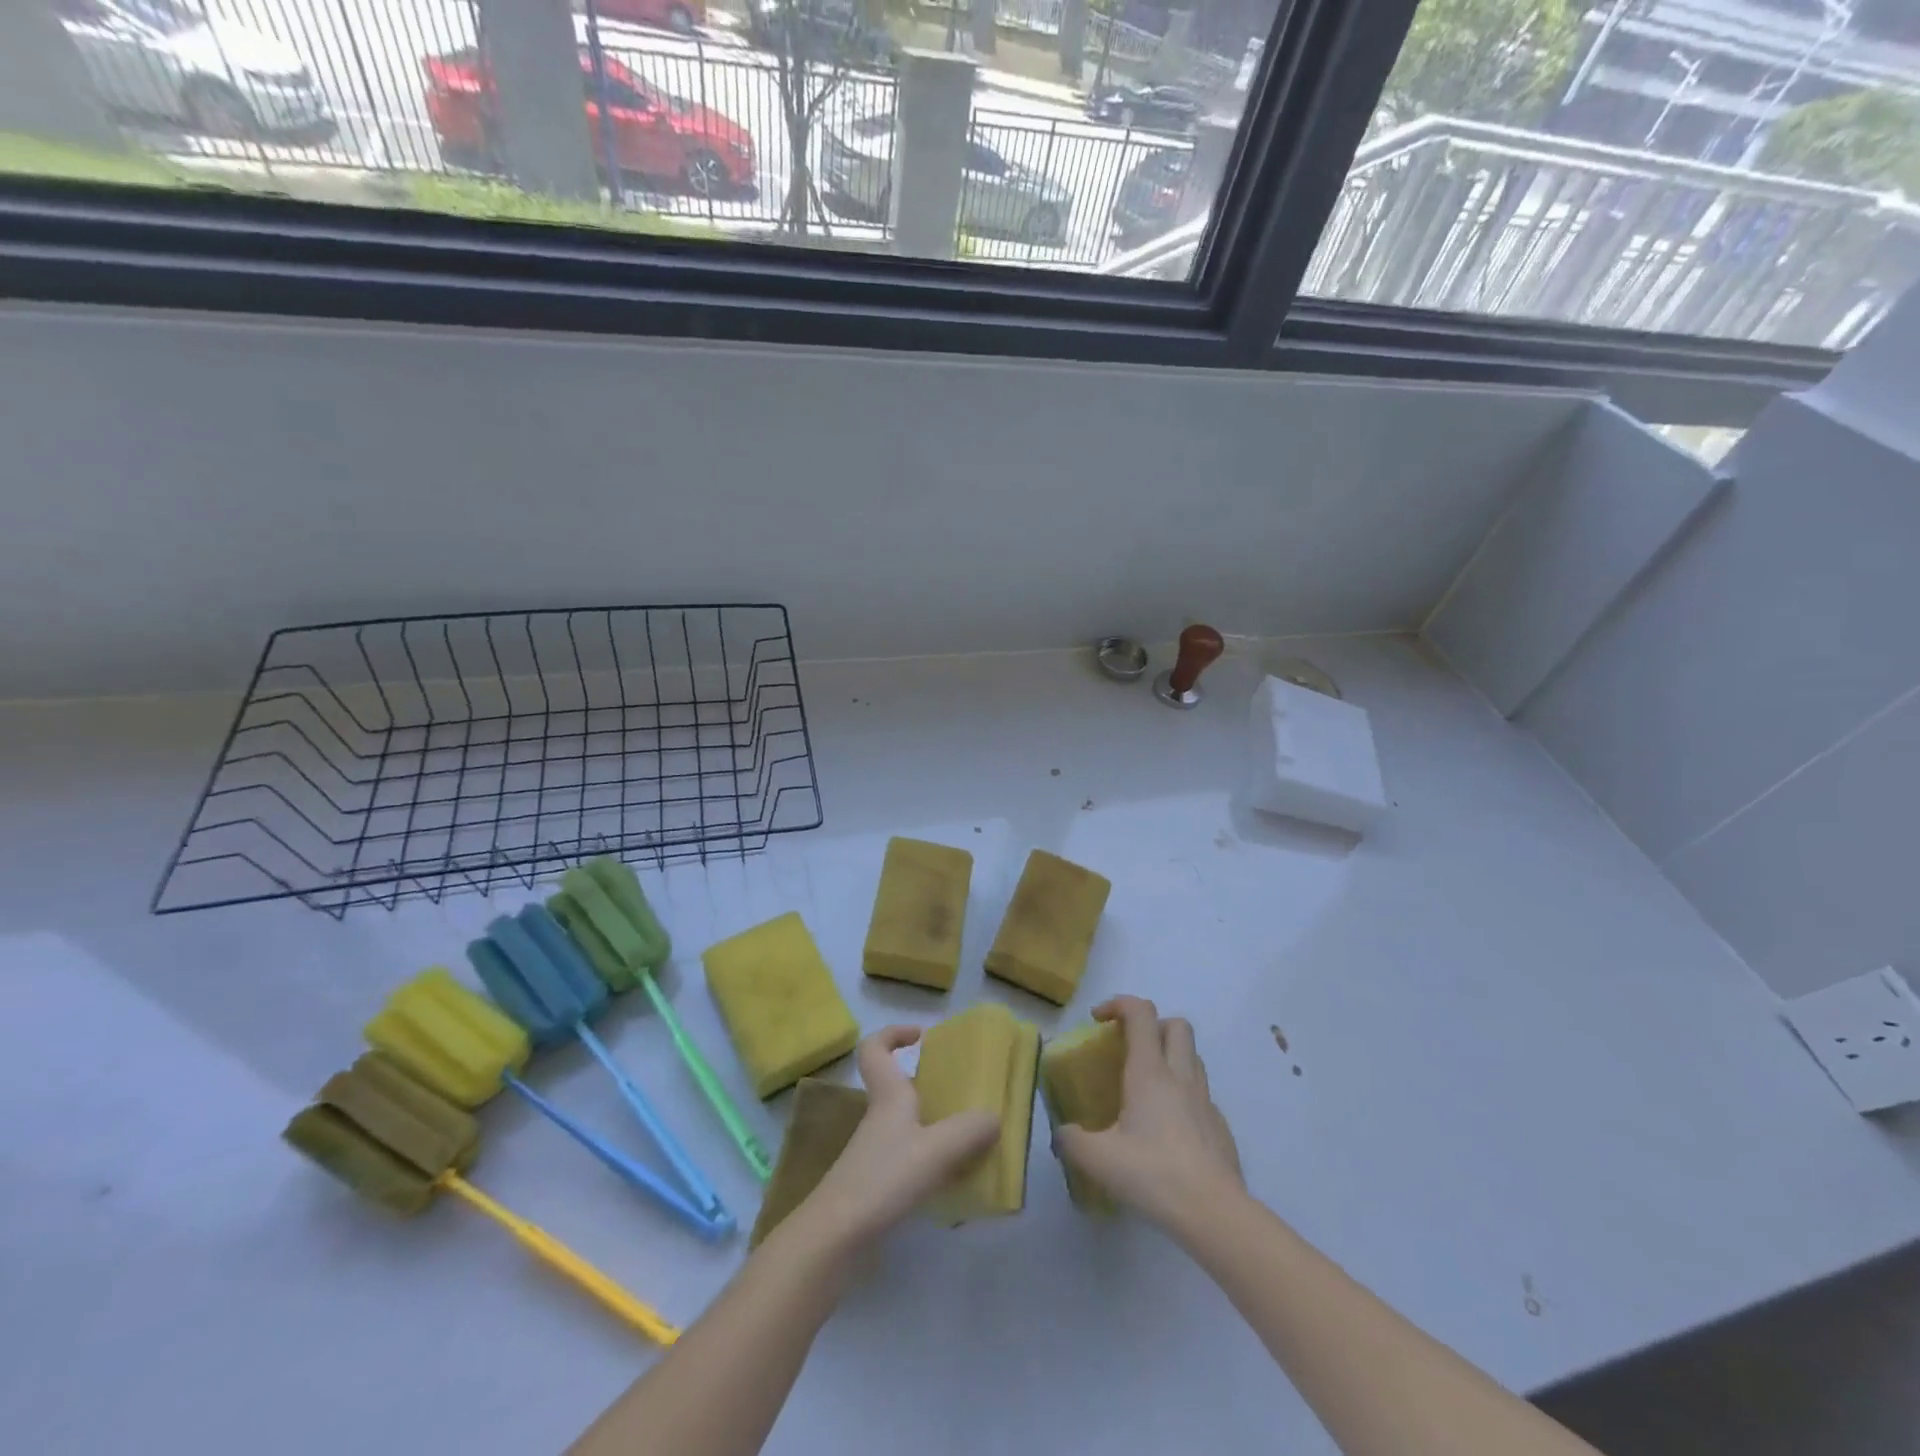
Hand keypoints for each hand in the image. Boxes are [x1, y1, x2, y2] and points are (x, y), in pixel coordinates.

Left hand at [790, 1026, 999, 1250]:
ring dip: (936, 1127)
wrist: (835, 1240)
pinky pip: (909, 1158)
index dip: (894, 1033)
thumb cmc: (883, 1179)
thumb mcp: (935, 1150)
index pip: (875, 1048)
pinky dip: (932, 1161)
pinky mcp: (877, 1185)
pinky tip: (955, 1180)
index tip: (923, 1036)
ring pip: (908, 1125)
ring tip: (972, 1139)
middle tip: (966, 1095)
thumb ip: (969, 1131)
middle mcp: (880, 1118)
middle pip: (899, 1087)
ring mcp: (875, 1153)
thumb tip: (994, 1117)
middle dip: (931, 1086)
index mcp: (888, 1096)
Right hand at [1054, 996, 1243, 1232]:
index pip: (1140, 1013)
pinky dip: (1183, 1094)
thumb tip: (1063, 1133)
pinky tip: (1168, 1128)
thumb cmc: (1154, 1175)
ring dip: (1170, 1056)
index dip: (1118, 1004)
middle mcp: (1180, 1076)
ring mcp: (1205, 1101)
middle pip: (1176, 1025)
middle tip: (1129, 1048)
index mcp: (1150, 1073)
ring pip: (1192, 1057)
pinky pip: (1201, 1094)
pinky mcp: (1219, 1127)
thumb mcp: (1098, 1160)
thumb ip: (1072, 1140)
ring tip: (1146, 1087)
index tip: (1098, 1020)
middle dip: (1151, 1025)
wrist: (1215, 1214)